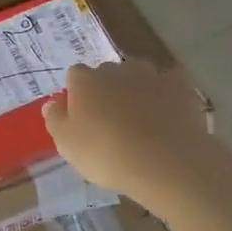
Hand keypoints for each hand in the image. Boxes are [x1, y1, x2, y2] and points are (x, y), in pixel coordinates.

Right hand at [42, 59, 214, 208]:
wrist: (165, 162)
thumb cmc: (107, 154)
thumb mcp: (67, 145)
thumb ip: (55, 119)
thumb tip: (52, 103)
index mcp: (84, 80)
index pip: (75, 76)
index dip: (78, 95)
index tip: (81, 118)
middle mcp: (115, 68)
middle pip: (107, 74)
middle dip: (107, 90)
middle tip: (110, 121)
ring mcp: (150, 74)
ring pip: (138, 75)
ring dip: (136, 90)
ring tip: (141, 119)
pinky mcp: (179, 86)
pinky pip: (169, 84)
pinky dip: (166, 94)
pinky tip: (168, 113)